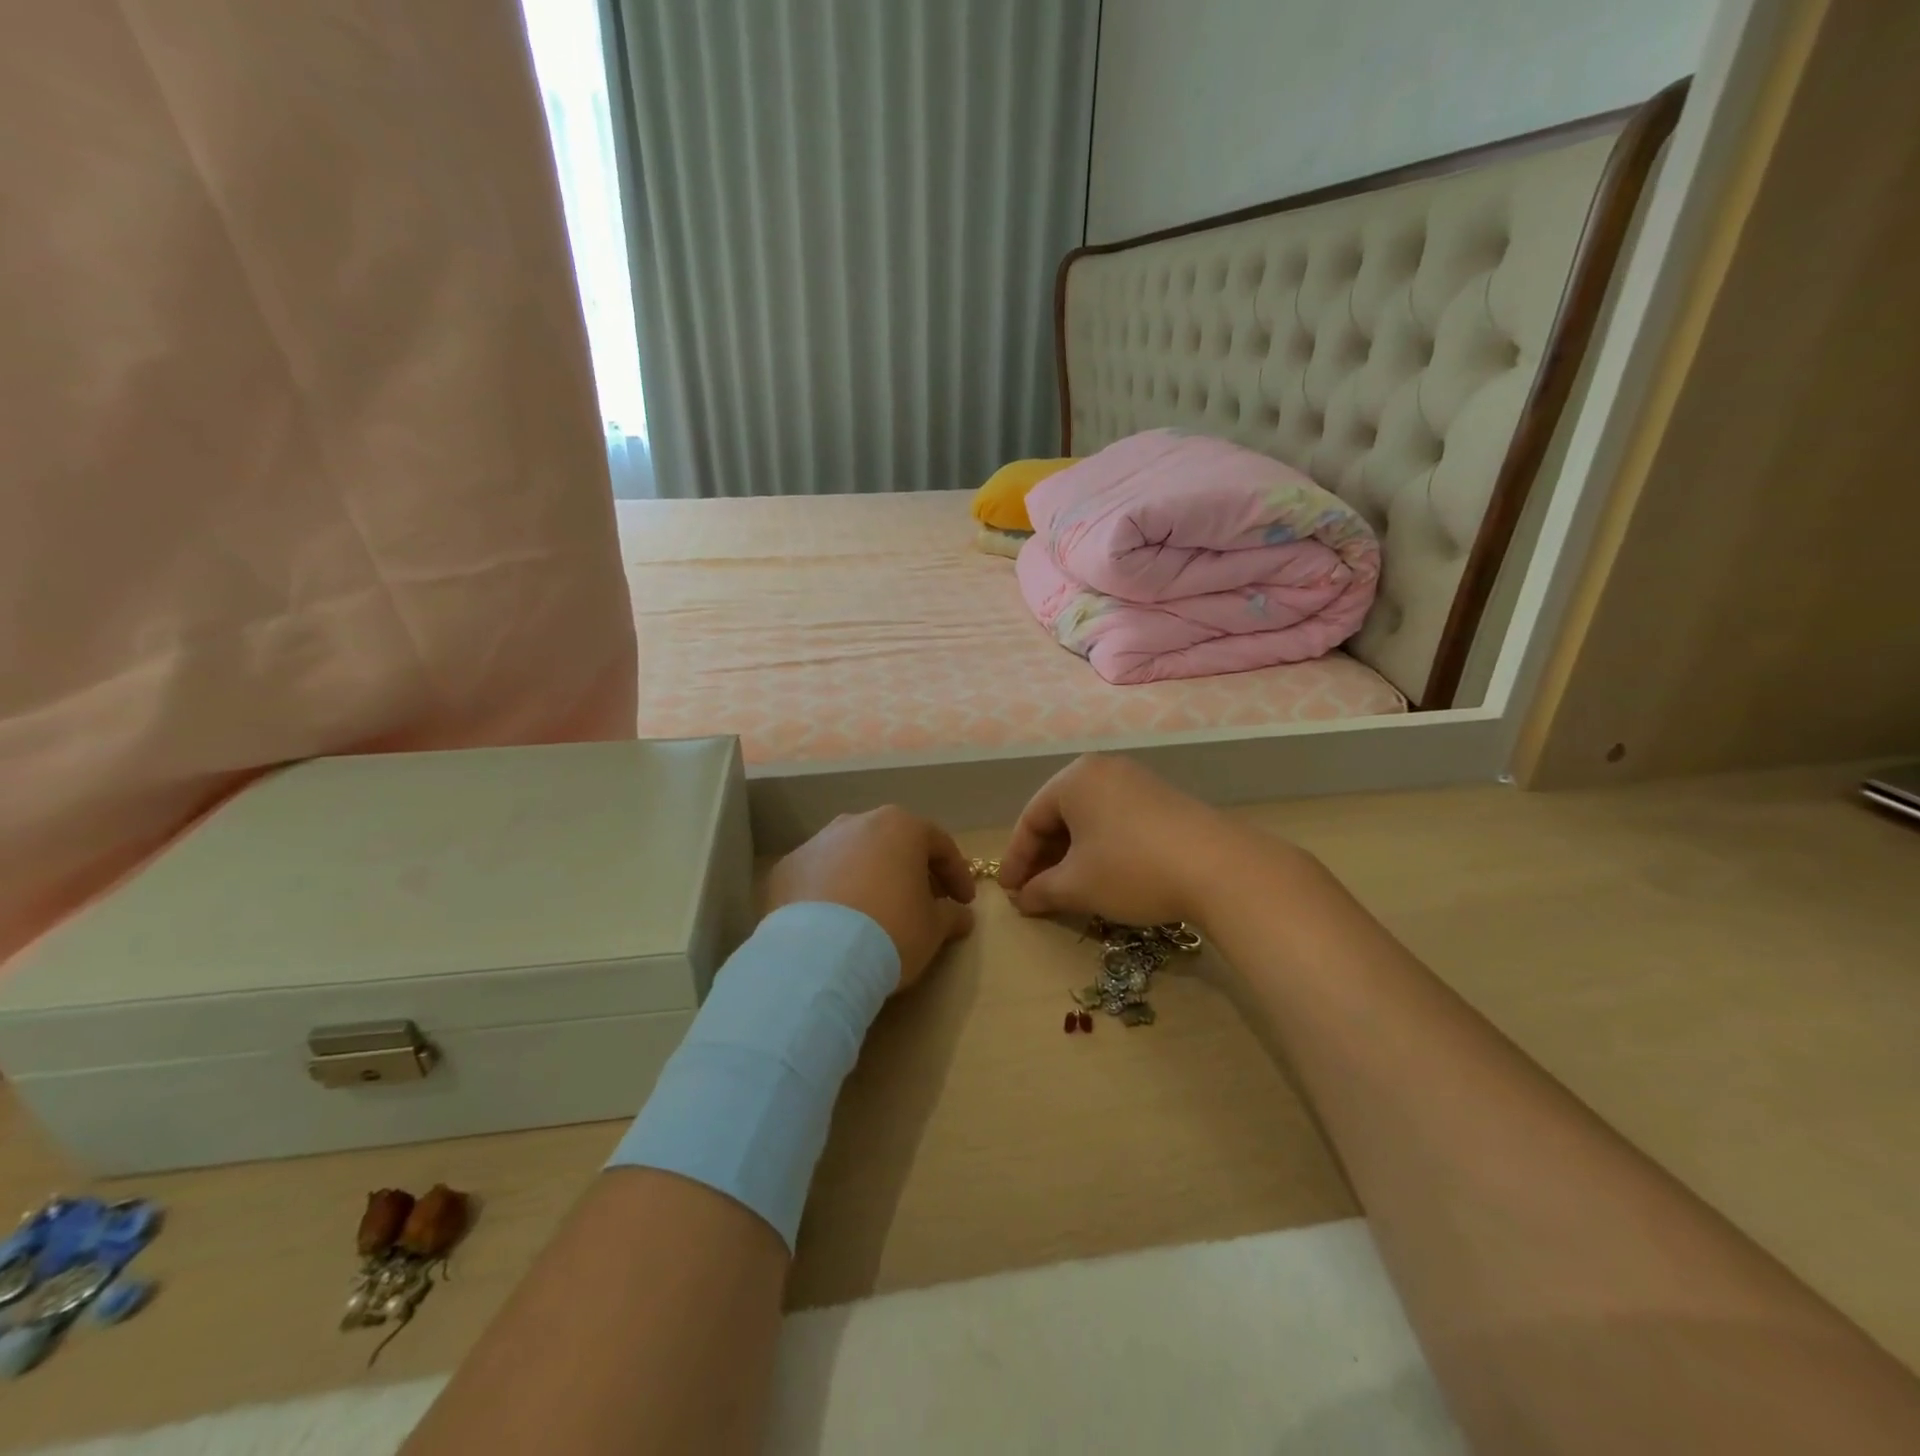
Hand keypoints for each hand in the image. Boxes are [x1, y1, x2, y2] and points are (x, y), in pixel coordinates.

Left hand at [765, 806, 975, 990]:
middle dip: (910, 870)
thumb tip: (961, 915)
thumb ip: (951, 915)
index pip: (939, 845)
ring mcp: (817, 843)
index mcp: (900, 827)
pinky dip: (832, 892)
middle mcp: (857, 823)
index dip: (956, 874)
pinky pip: (819, 876)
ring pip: (853, 855)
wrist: (819, 956)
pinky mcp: (786, 868)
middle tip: (922, 903)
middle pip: (893, 844)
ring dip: (868, 877)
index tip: (964, 902)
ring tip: (875, 911)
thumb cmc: (891, 931)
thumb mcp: (933, 929)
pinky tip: (836, 922)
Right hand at [997, 754, 1252, 925]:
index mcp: (1074, 778)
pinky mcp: (1164, 799)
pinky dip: (1101, 848)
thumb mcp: (1077, 886)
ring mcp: (1137, 781)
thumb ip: (1041, 890)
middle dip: (1044, 857)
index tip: (1010, 892)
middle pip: (1060, 815)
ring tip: (1067, 888)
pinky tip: (1104, 875)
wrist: (1220, 868)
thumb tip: (1023, 899)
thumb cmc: (1132, 869)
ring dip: (1072, 855)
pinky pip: (1116, 820)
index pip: (1030, 819)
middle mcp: (1103, 769)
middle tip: (1034, 892)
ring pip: (1089, 819)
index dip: (1016, 859)